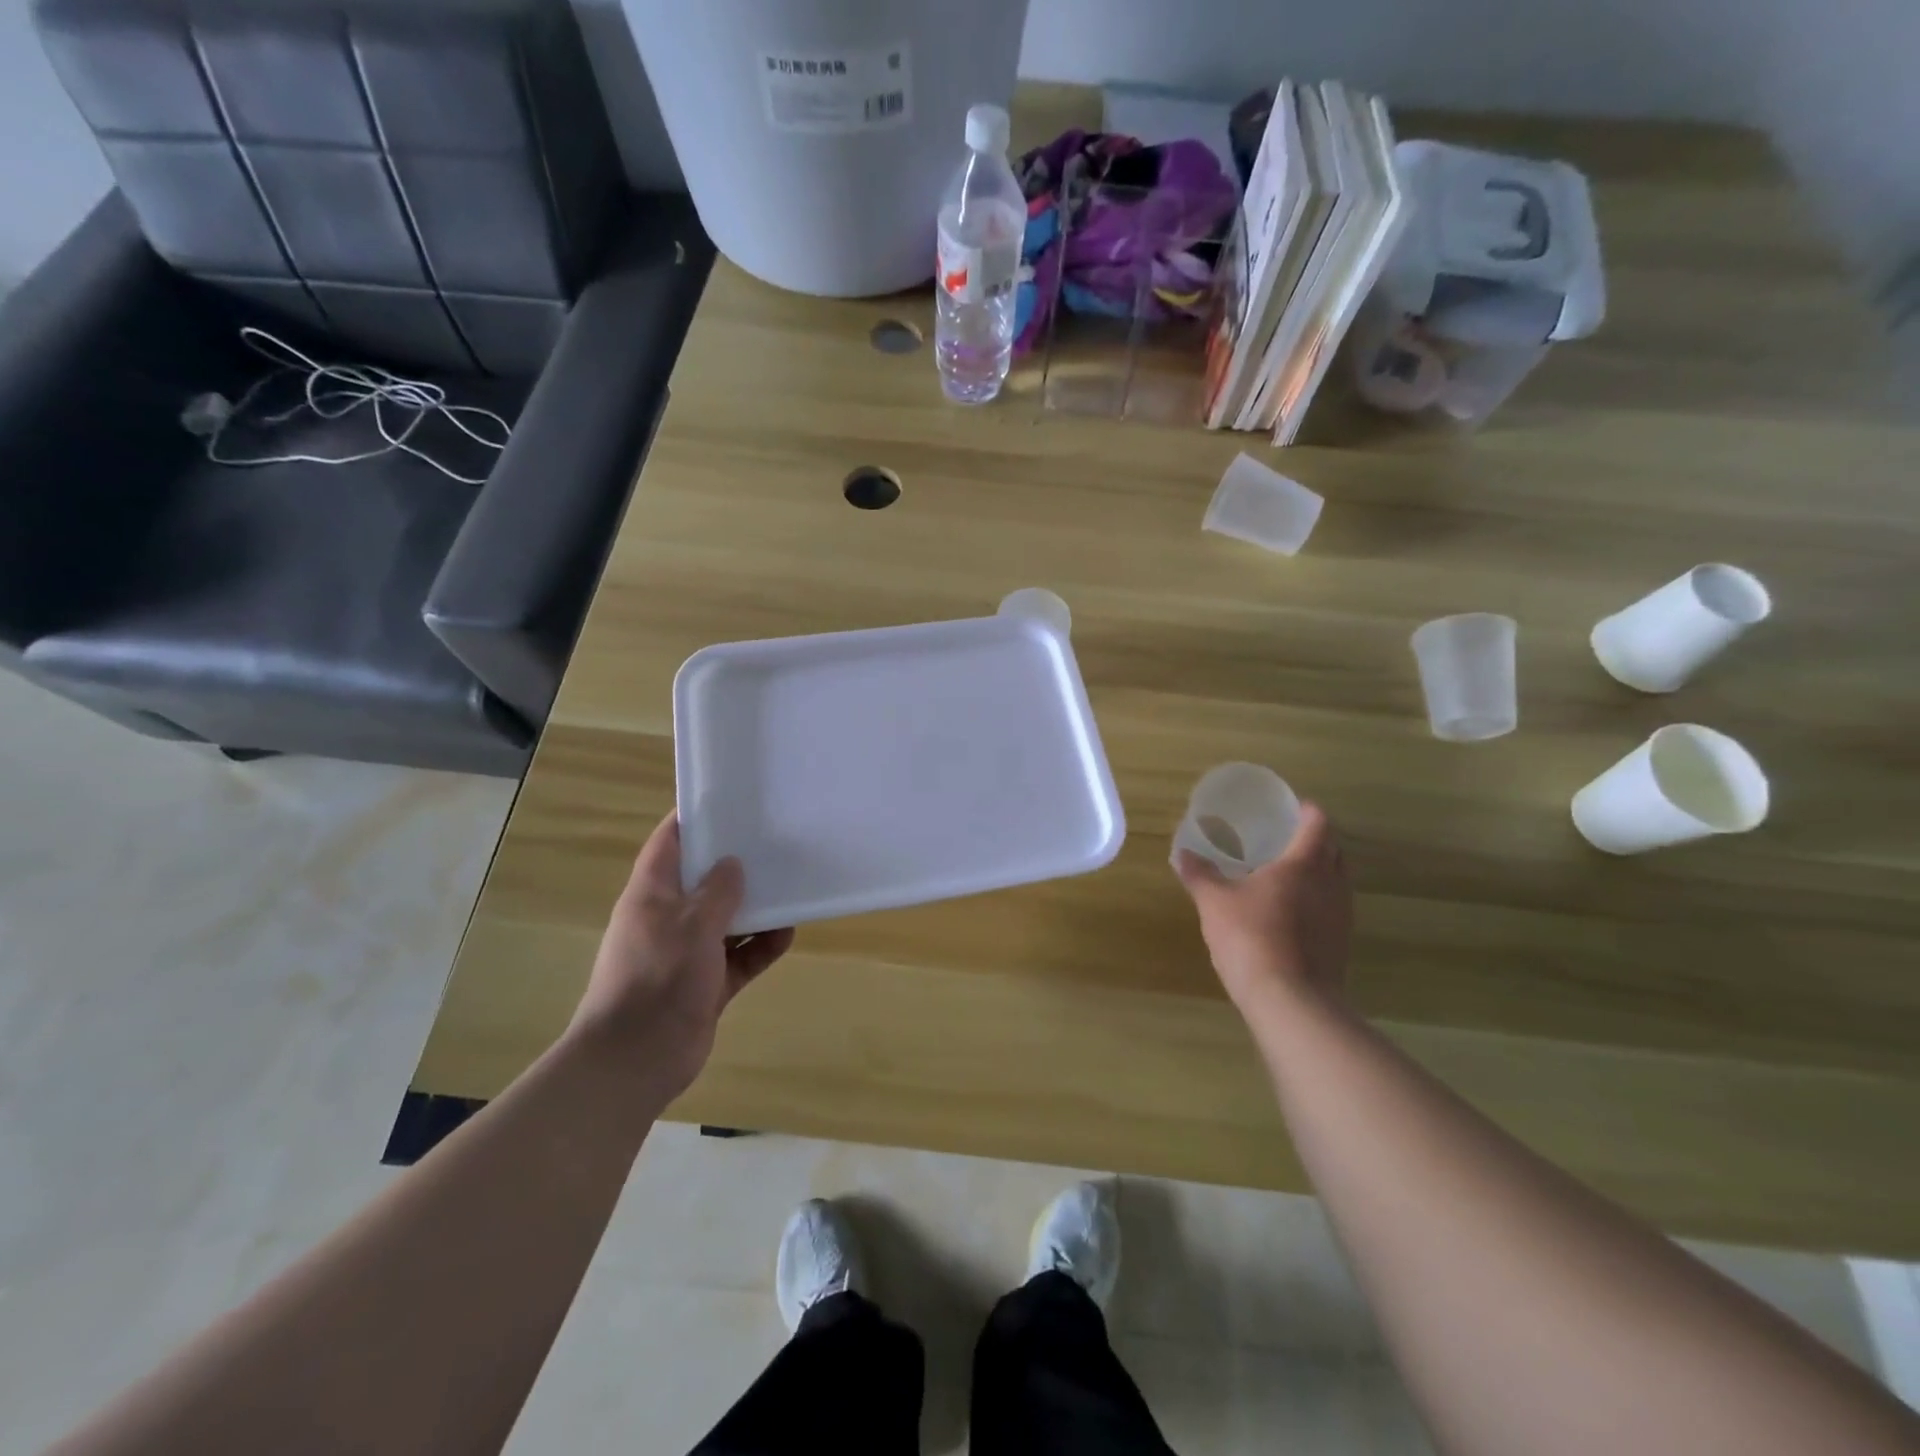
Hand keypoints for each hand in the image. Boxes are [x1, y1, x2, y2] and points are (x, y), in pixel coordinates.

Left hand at [570, 813, 793, 1096]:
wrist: (637, 1059)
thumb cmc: (658, 978)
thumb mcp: (692, 925)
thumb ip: (717, 891)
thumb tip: (733, 864)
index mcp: (651, 894)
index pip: (669, 842)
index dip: (694, 818)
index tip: (729, 800)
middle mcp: (668, 917)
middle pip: (703, 879)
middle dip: (735, 864)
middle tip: (775, 841)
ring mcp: (688, 952)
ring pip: (727, 918)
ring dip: (755, 907)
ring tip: (790, 886)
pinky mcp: (706, 983)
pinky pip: (740, 956)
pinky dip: (761, 945)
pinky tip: (788, 933)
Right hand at [1173, 801, 1352, 1018]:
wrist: (1291, 1001)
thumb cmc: (1251, 937)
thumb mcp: (1214, 902)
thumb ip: (1199, 874)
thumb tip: (1181, 853)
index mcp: (1303, 864)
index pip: (1317, 823)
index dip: (1306, 810)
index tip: (1291, 806)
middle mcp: (1331, 884)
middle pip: (1335, 850)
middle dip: (1316, 840)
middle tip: (1287, 838)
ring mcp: (1341, 916)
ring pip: (1337, 881)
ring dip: (1320, 872)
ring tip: (1288, 875)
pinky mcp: (1341, 945)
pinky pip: (1333, 910)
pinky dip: (1318, 902)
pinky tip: (1291, 914)